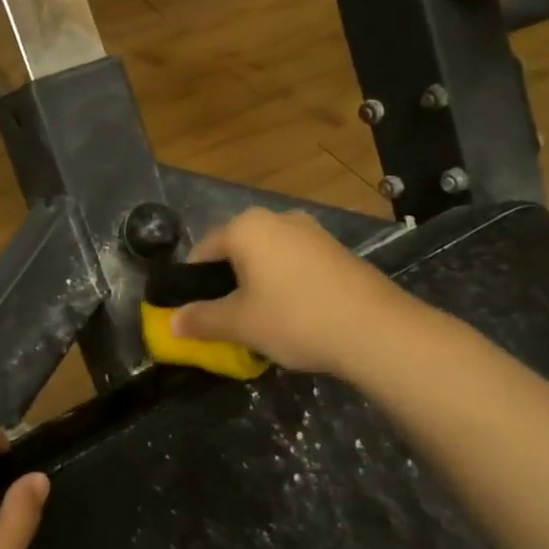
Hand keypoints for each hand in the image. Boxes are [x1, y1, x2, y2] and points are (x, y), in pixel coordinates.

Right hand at [171, 208, 399, 375]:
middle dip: (226, 282)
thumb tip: (172, 323)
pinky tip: (294, 315)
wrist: (376, 329)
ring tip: (260, 320)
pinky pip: (295, 264)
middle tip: (226, 318)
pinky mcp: (337, 251)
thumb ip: (202, 320)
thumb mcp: (240, 324)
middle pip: (237, 251)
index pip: (203, 250)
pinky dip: (285, 285)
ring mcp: (312, 232)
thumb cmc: (294, 318)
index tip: (193, 312)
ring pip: (268, 257)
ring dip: (257, 284)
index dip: (192, 282)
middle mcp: (278, 219)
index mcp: (247, 227)